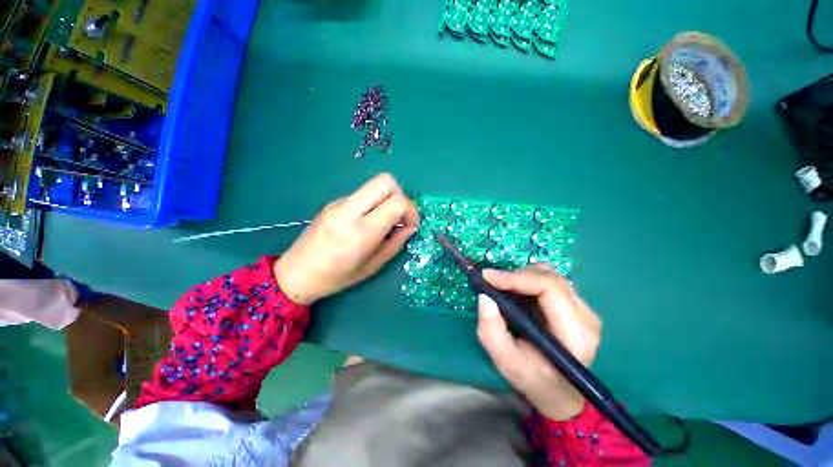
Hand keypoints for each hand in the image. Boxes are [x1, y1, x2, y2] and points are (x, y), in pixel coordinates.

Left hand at [274, 173, 419, 304]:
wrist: (296, 273)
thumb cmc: (337, 277)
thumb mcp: (373, 266)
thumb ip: (395, 243)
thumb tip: (409, 227)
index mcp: (361, 232)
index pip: (397, 202)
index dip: (411, 211)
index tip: (410, 225)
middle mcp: (349, 211)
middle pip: (385, 181)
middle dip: (400, 195)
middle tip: (399, 217)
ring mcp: (338, 203)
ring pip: (374, 185)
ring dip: (387, 198)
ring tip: (384, 221)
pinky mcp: (333, 202)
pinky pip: (362, 194)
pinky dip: (373, 203)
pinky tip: (367, 222)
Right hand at [476, 265, 600, 420]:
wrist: (559, 392)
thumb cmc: (533, 379)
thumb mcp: (506, 361)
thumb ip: (491, 331)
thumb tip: (484, 297)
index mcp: (575, 333)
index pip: (549, 288)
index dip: (516, 277)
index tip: (487, 276)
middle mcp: (586, 316)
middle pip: (549, 277)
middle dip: (516, 275)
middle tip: (492, 283)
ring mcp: (584, 309)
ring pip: (550, 275)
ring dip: (522, 277)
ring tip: (504, 289)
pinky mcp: (577, 306)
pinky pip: (549, 281)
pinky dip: (528, 281)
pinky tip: (517, 293)